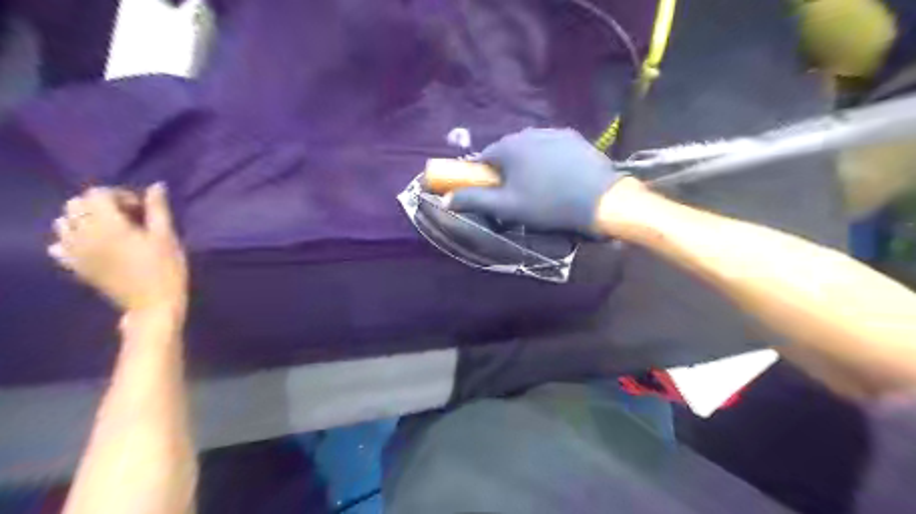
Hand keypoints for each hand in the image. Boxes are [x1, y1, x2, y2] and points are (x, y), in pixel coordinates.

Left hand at [47, 184, 187, 315]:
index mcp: (109, 225)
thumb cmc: (166, 269)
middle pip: (76, 204)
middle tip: (127, 217)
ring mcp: (75, 252)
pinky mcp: (75, 266)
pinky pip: (59, 245)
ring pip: (64, 223)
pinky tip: (92, 246)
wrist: (152, 304)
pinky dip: (71, 240)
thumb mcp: (168, 237)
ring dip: (83, 220)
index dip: (120, 195)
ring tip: (110, 230)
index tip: (141, 208)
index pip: (98, 194)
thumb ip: (158, 209)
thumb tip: (156, 186)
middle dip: (100, 205)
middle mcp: (84, 234)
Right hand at [448, 129, 633, 233]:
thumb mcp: (507, 207)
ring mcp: (553, 132)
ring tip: (540, 186)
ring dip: (528, 164)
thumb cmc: (547, 204)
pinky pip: (551, 147)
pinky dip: (548, 159)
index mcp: (509, 147)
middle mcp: (528, 132)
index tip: (493, 192)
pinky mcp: (573, 137)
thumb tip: (445, 199)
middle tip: (517, 193)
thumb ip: (474, 200)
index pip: (485, 158)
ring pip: (530, 148)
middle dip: (507, 170)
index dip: (485, 176)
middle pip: (507, 151)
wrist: (599, 199)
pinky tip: (559, 177)